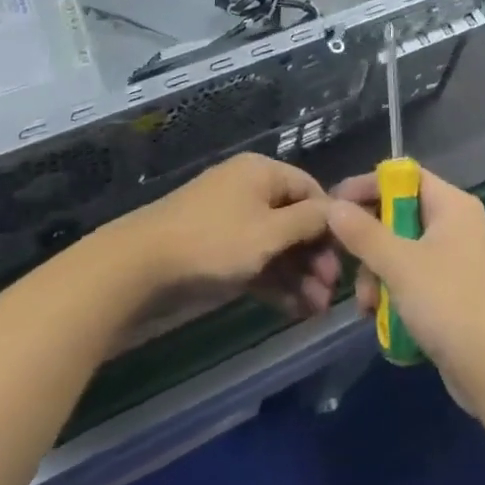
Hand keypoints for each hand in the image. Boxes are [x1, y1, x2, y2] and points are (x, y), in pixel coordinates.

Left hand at [102, 155, 340, 318]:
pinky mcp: (216, 252)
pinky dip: (274, 283)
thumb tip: (337, 211)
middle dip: (315, 256)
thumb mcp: (269, 232)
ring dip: (298, 276)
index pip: (309, 189)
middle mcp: (248, 191)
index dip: (330, 222)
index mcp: (262, 173)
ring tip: (316, 311)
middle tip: (330, 293)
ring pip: (275, 246)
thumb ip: (307, 222)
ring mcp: (230, 222)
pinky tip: (294, 310)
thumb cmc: (213, 241)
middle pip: (293, 220)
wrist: (139, 268)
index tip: (346, 257)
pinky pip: (255, 262)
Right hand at [326, 169, 484, 408]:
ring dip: (379, 276)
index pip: (403, 176)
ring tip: (366, 307)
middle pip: (400, 215)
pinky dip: (397, 295)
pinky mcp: (458, 295)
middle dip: (370, 244)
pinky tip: (382, 320)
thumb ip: (363, 234)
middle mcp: (458, 225)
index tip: (334, 206)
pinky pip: (417, 281)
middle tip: (348, 268)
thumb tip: (333, 206)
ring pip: (405, 253)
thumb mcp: (399, 265)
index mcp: (452, 204)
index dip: (367, 186)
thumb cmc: (450, 304)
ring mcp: (460, 261)